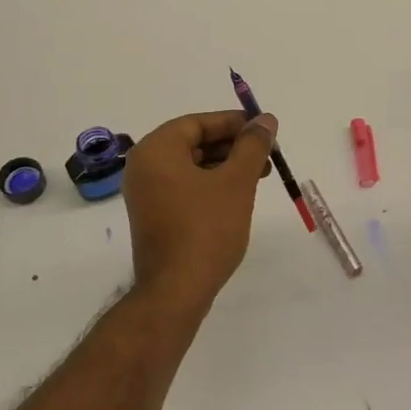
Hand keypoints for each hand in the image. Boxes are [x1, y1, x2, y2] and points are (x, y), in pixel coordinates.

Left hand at [121, 110, 279, 306]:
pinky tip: (237, 196)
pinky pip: (185, 187)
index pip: (197, 123)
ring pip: (191, 166)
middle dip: (233, 146)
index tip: (264, 130)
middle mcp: (143, 167)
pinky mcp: (154, 216)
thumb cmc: (206, 229)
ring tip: (259, 176)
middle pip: (193, 142)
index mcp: (156, 150)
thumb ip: (252, 146)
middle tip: (267, 155)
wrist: (177, 289)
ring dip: (225, 166)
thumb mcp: (236, 182)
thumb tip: (265, 120)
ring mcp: (146, 193)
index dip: (233, 123)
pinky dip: (211, 185)